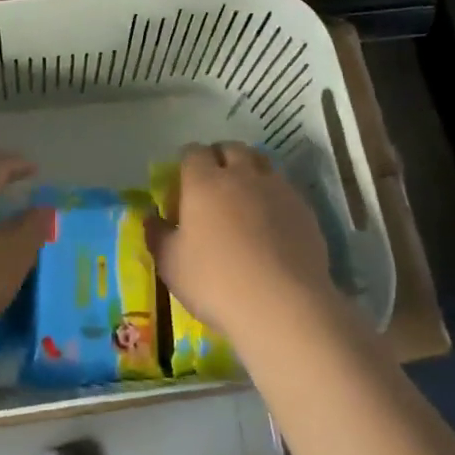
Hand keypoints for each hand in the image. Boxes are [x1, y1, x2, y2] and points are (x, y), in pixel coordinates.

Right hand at [149, 143, 338, 337]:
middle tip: (214, 183)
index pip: (193, 152)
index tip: (183, 181)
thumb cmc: (216, 283)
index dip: (187, 162)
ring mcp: (276, 189)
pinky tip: (272, 220)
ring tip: (245, 195)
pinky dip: (273, 194)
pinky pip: (284, 188)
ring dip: (250, 170)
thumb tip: (150, 216)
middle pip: (231, 148)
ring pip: (261, 162)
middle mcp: (241, 175)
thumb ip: (157, 235)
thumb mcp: (171, 265)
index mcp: (204, 182)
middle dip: (220, 157)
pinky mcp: (303, 208)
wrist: (283, 306)